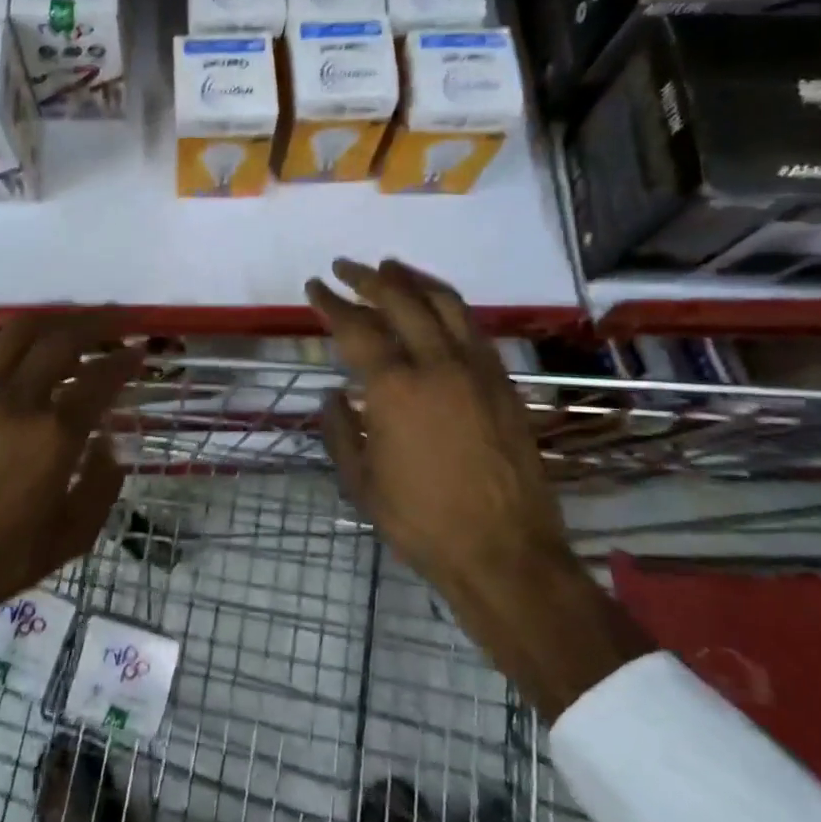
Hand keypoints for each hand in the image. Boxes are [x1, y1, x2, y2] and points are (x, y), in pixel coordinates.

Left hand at [0, 312, 142, 676]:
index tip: (139, 350)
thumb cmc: (3, 559)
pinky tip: (11, 344)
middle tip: (115, 320)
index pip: (99, 379)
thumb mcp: (72, 535)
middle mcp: (18, 401)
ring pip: (16, 334)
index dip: (125, 359)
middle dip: (95, 322)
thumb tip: (108, 445)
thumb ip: (102, 484)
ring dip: (49, 320)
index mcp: (55, 435)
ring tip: (68, 323)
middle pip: (61, 340)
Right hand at [306, 259, 649, 718]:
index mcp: (395, 388)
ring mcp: (477, 369)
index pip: (356, 327)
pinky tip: (435, 306)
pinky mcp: (504, 382)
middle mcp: (438, 365)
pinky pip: (473, 327)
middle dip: (368, 278)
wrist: (505, 554)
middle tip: (346, 267)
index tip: (315, 286)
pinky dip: (447, 304)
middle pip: (400, 300)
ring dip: (413, 279)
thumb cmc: (421, 522)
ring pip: (445, 303)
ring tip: (390, 267)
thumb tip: (332, 395)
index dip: (331, 303)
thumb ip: (340, 430)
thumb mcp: (361, 481)